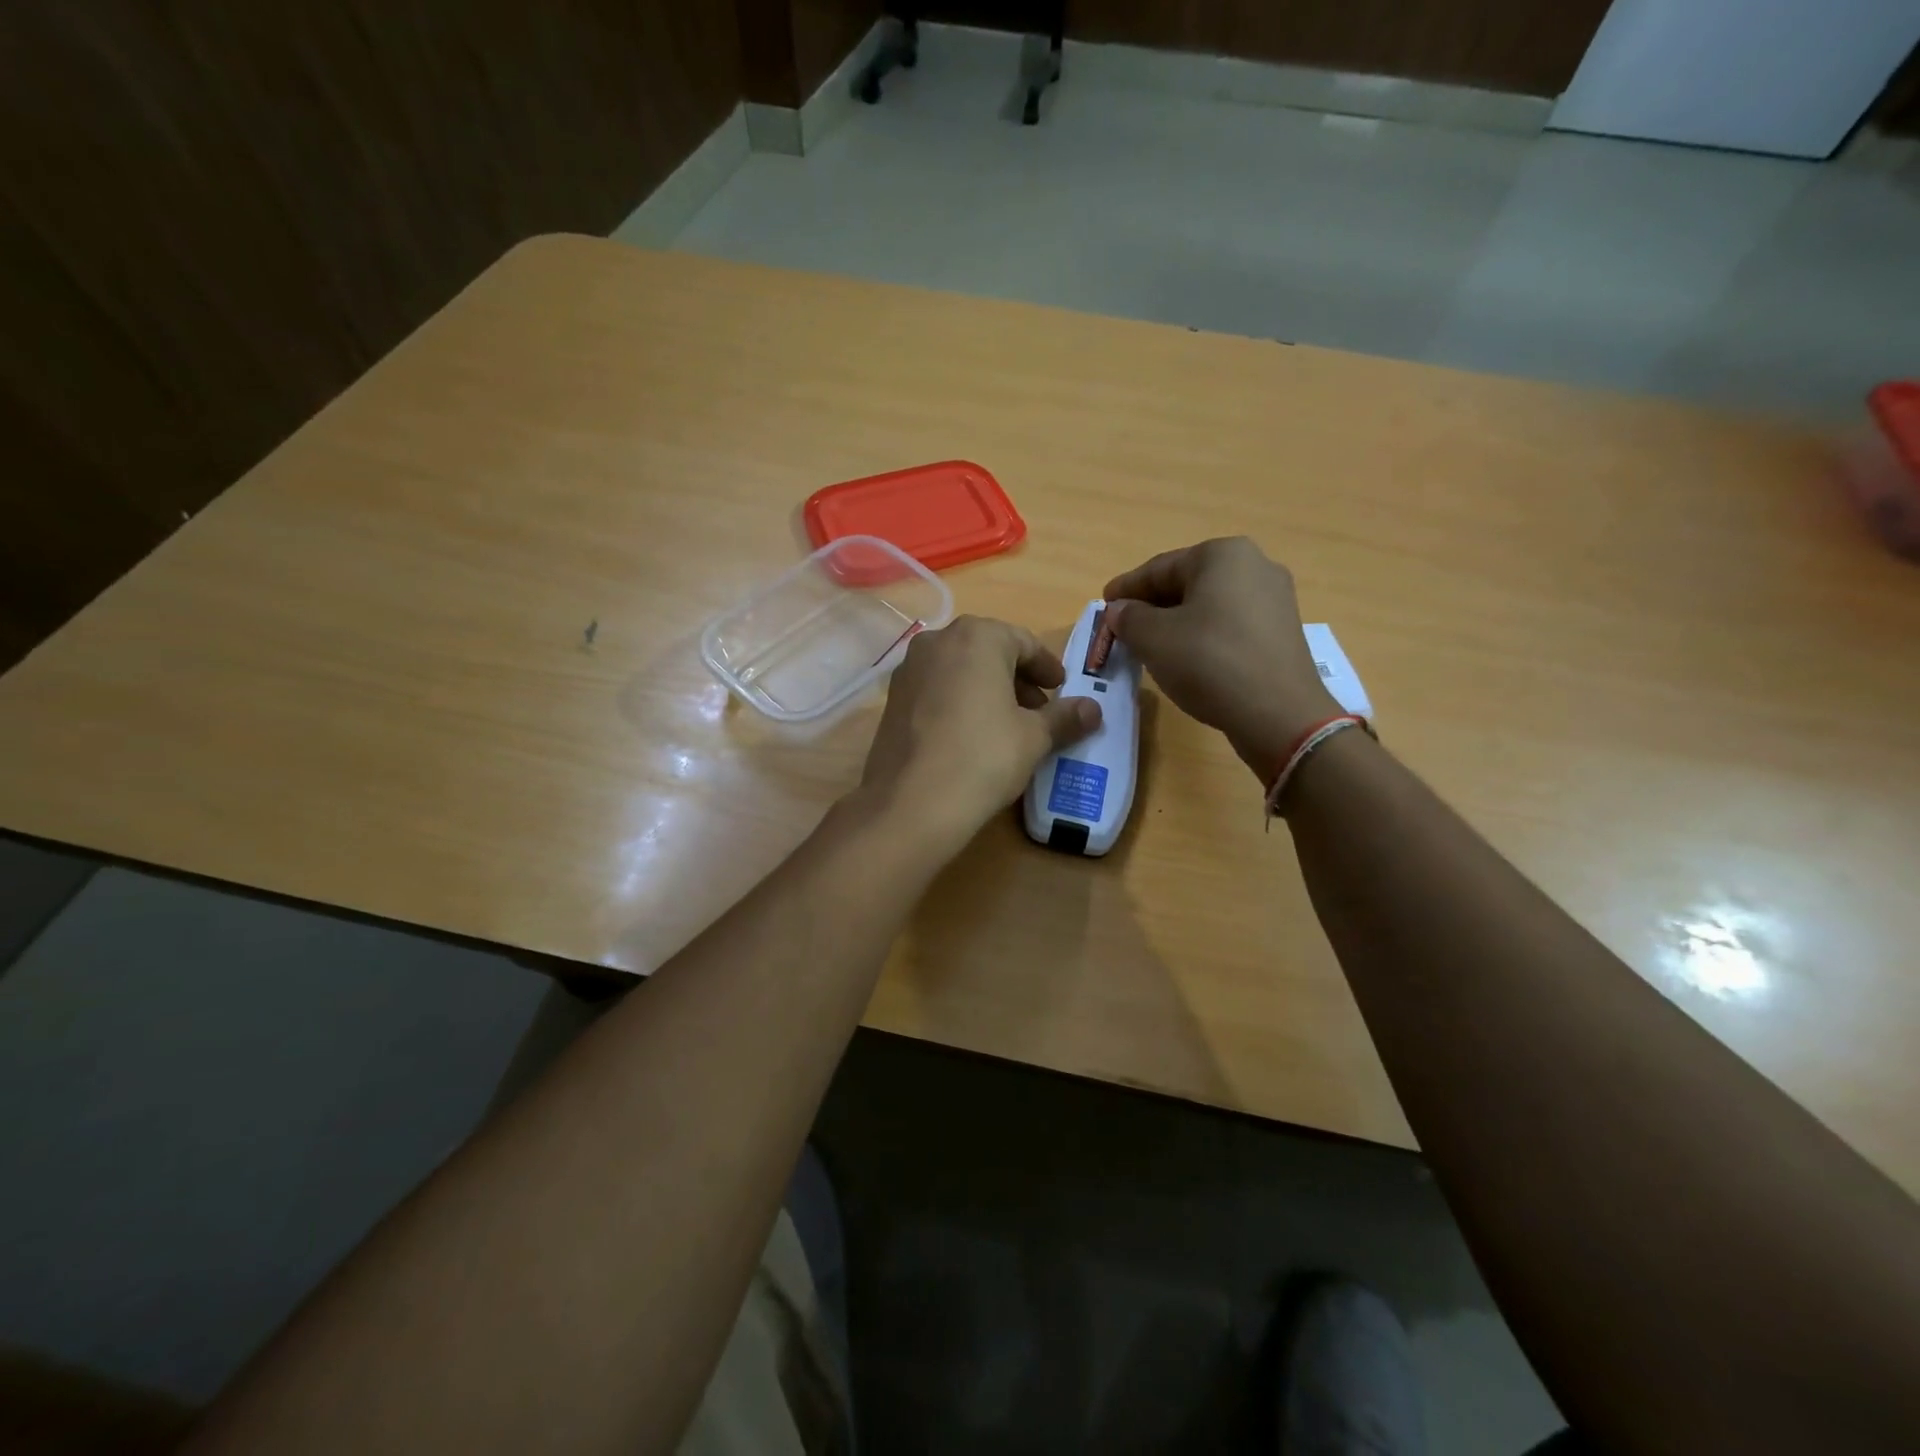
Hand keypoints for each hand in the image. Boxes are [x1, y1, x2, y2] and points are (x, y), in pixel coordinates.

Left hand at [857, 615, 1100, 847]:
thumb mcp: (1033, 737)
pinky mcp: (891, 700)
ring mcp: (908, 670)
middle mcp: (937, 642)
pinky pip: (935, 690)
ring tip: (1007, 725)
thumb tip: (1093, 709)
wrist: (912, 803)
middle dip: (1017, 677)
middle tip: (1038, 709)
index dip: (1047, 667)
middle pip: (988, 651)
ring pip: (959, 670)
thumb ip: (1064, 717)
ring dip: (987, 689)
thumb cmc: (983, 757)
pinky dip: (958, 701)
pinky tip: (970, 735)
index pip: (1024, 642)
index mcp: (977, 637)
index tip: (1061, 688)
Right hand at [1104, 537, 1340, 779]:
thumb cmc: (1209, 662)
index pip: (1160, 568)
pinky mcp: (1281, 632)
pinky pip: (1230, 625)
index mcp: (1222, 555)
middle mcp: (1255, 565)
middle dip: (1152, 605)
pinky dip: (1202, 635)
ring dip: (1176, 622)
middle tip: (1123, 627)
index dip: (1126, 588)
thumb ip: (1128, 618)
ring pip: (1209, 605)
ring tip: (1150, 645)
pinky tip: (1186, 658)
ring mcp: (1274, 599)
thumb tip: (1118, 611)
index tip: (1103, 605)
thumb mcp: (1153, 638)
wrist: (1277, 713)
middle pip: (1187, 583)